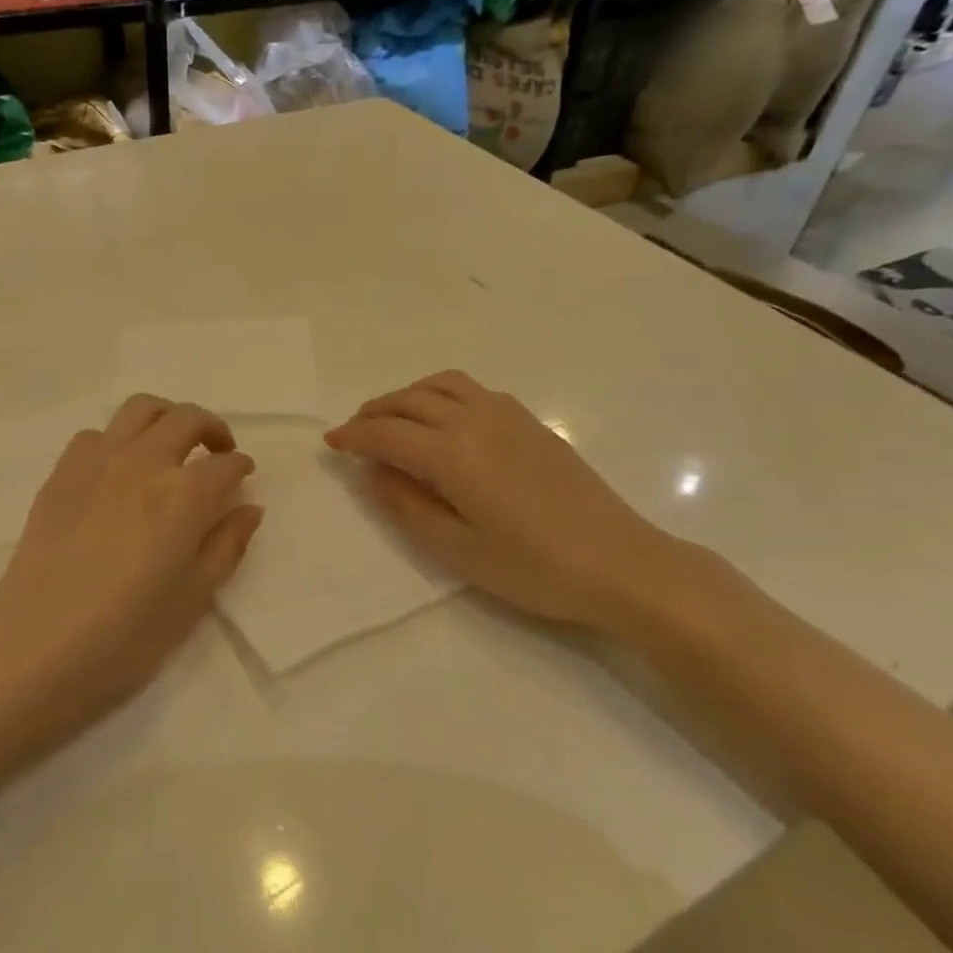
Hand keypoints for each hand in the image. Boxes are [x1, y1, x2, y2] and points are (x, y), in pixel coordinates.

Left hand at [0, 394, 263, 731]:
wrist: (36, 647)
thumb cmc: (126, 634)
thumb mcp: (193, 598)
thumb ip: (227, 545)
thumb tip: (249, 508)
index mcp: (183, 495)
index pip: (226, 465)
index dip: (241, 468)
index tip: (243, 477)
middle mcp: (144, 462)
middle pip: (187, 418)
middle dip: (212, 428)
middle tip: (217, 452)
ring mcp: (98, 461)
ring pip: (140, 408)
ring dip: (166, 418)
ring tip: (171, 445)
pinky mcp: (62, 472)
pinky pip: (96, 434)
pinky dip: (117, 440)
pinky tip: (118, 470)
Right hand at [325, 371, 699, 631]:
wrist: (621, 564)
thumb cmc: (534, 568)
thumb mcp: (457, 550)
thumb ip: (407, 506)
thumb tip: (374, 471)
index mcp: (453, 454)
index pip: (387, 432)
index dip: (353, 435)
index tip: (330, 442)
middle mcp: (476, 420)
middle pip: (410, 399)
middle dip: (374, 411)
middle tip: (354, 431)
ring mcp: (508, 415)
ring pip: (443, 384)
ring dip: (408, 394)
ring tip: (394, 417)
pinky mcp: (531, 422)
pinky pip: (473, 390)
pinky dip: (441, 394)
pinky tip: (444, 420)